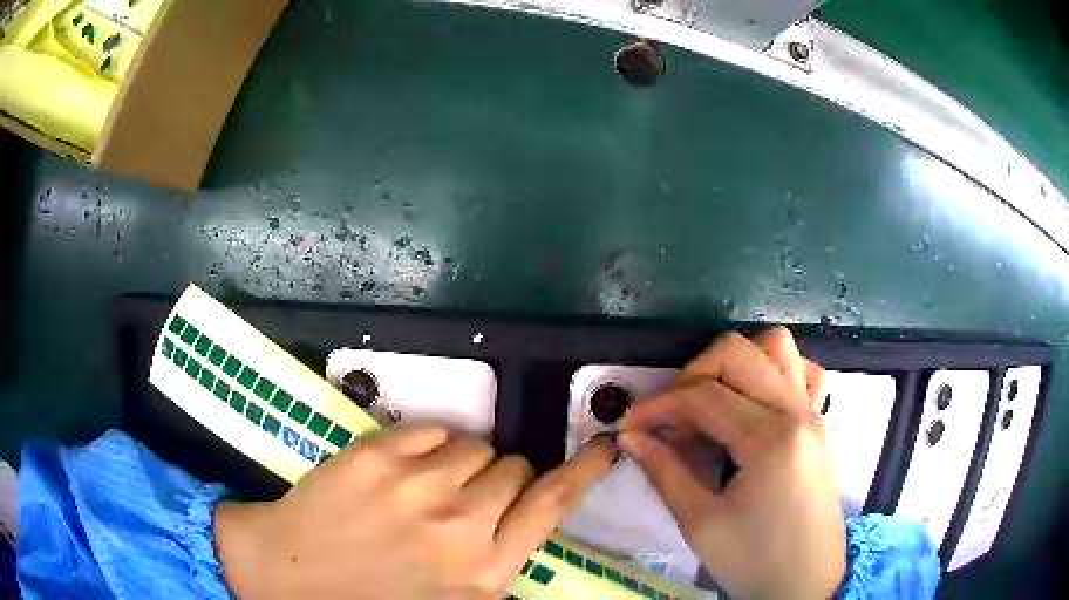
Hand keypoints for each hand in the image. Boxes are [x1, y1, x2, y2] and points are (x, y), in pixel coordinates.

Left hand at [214, 427, 615, 598]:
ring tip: (428, 490)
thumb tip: (522, 524)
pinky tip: (402, 473)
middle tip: (469, 501)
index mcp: (484, 571)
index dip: (583, 472)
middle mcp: (459, 526)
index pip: (551, 505)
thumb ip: (495, 568)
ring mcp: (414, 486)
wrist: (287, 577)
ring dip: (462, 464)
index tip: (603, 447)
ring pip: (473, 445)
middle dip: (500, 480)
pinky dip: (426, 446)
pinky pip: (430, 430)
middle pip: (515, 467)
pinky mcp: (373, 456)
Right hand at [618, 327, 843, 598]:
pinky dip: (774, 371)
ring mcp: (813, 412)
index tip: (629, 425)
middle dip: (692, 374)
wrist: (807, 581)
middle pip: (737, 353)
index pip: (703, 396)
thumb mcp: (701, 523)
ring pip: (776, 347)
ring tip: (711, 402)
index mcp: (769, 439)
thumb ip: (665, 472)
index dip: (658, 405)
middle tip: (670, 415)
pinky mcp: (819, 422)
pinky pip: (803, 371)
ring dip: (735, 364)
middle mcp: (796, 411)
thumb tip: (629, 436)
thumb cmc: (754, 561)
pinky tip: (753, 402)